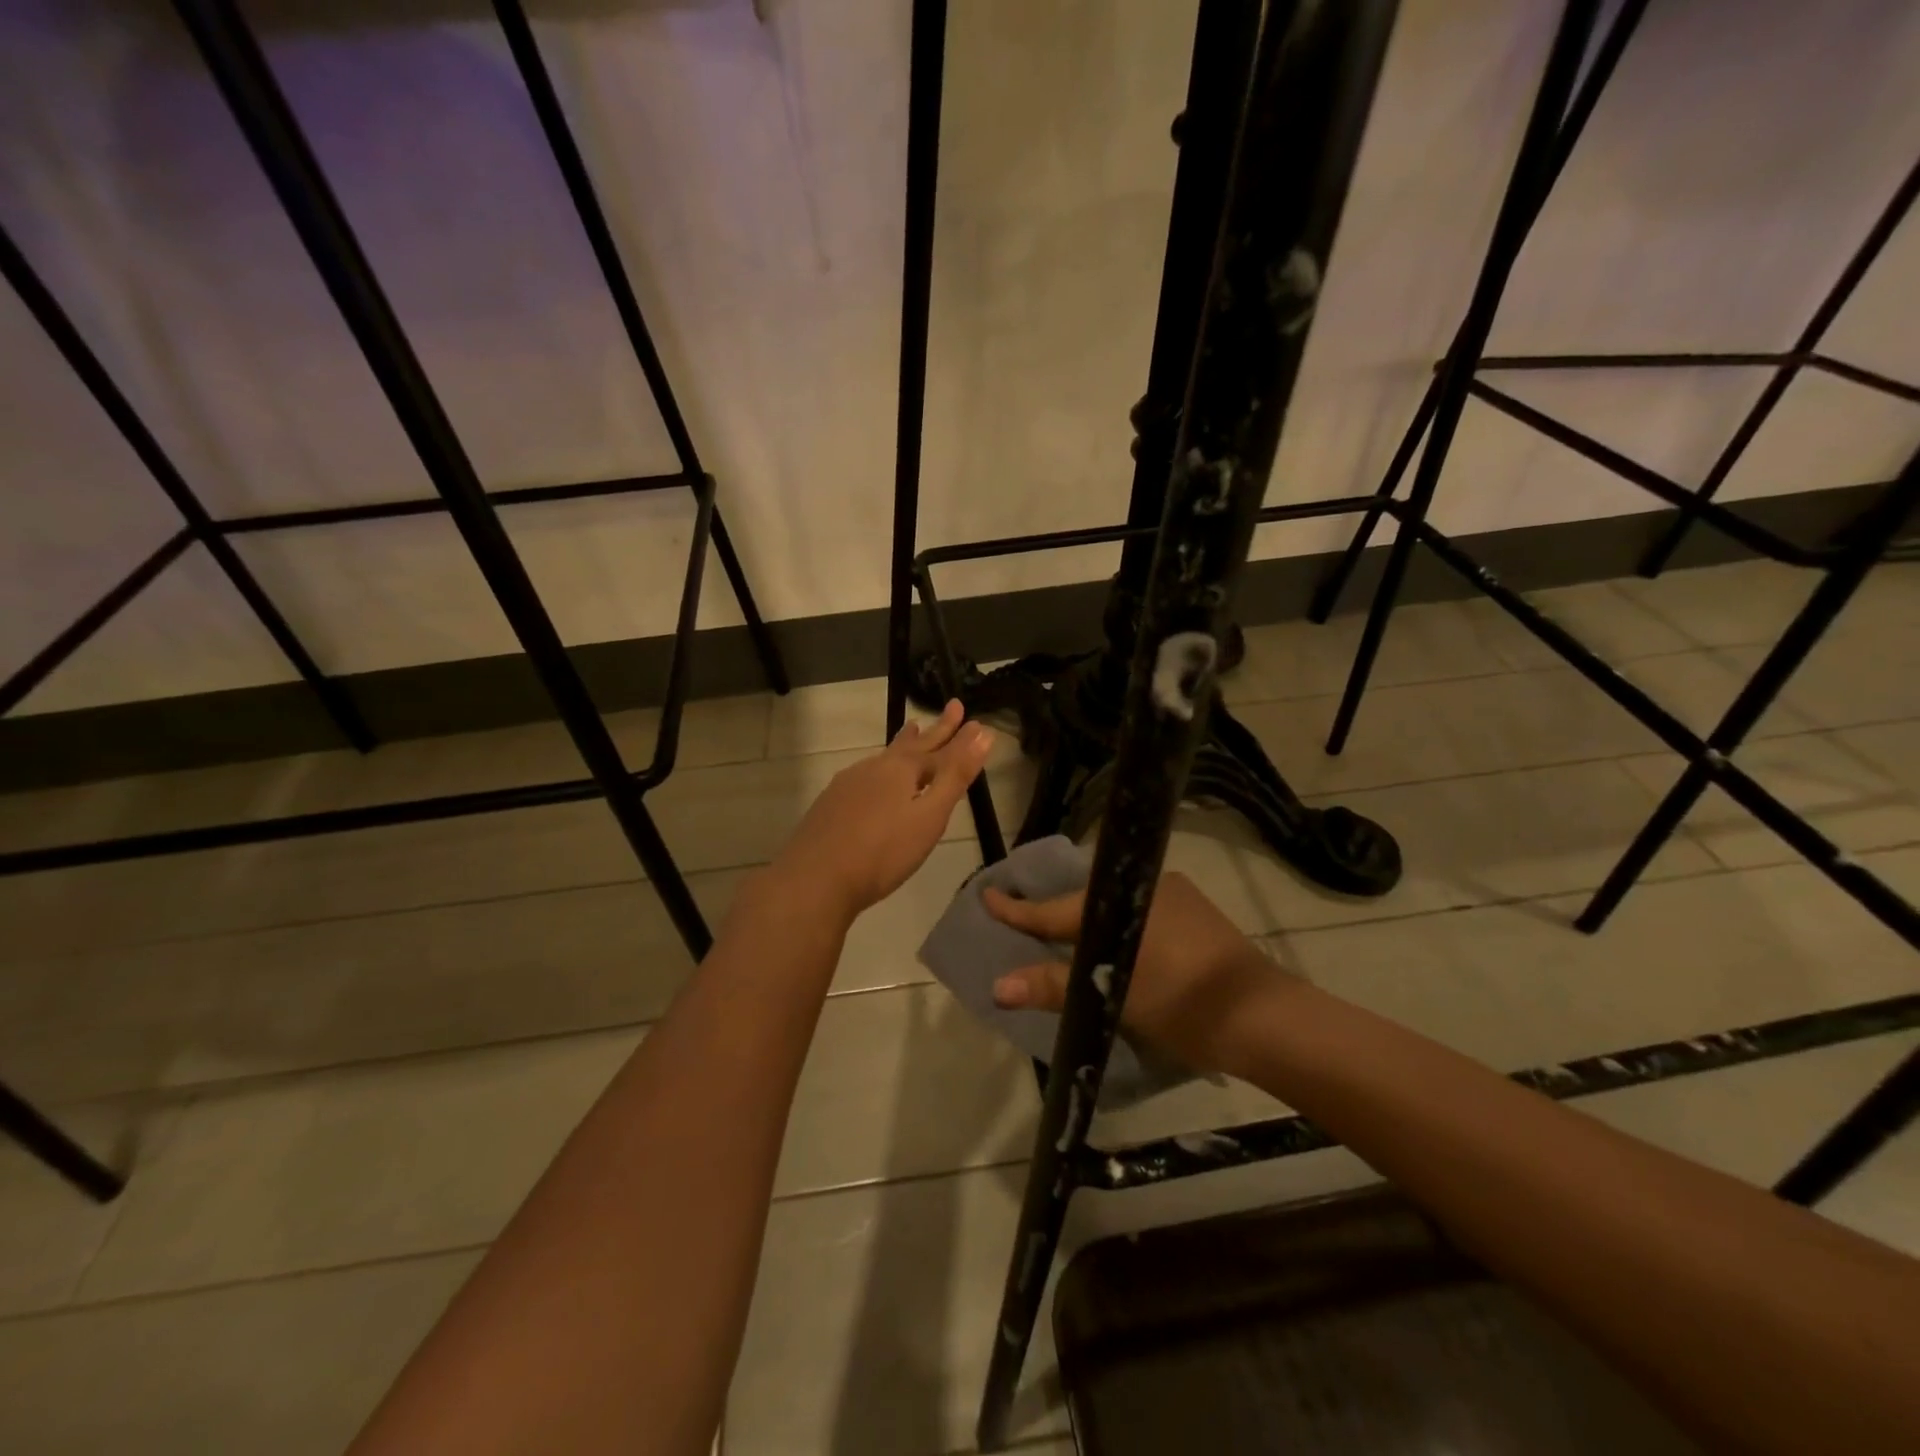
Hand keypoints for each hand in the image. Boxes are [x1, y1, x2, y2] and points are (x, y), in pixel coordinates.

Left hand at [773, 701, 994, 921]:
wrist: (815, 879)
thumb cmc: (883, 852)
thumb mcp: (929, 816)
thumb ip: (956, 776)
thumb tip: (982, 733)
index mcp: (901, 769)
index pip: (939, 747)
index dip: (959, 736)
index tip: (974, 719)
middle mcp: (874, 768)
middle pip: (911, 745)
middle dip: (934, 730)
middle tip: (951, 707)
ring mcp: (848, 784)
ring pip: (884, 757)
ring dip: (904, 744)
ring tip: (912, 731)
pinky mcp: (831, 804)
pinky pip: (866, 775)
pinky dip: (882, 768)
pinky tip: (874, 779)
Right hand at [983, 871, 1287, 1074]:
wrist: (1264, 1016)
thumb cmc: (1184, 1005)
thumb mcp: (1114, 997)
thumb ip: (1055, 987)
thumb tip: (997, 986)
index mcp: (1118, 902)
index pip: (1053, 909)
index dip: (1017, 909)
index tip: (987, 894)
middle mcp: (1143, 886)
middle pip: (1082, 900)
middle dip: (1053, 913)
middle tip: (1025, 921)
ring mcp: (1173, 895)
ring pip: (1112, 904)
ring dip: (1088, 921)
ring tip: (1067, 939)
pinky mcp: (1195, 912)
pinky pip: (1138, 911)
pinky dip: (1117, 926)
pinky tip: (1117, 944)